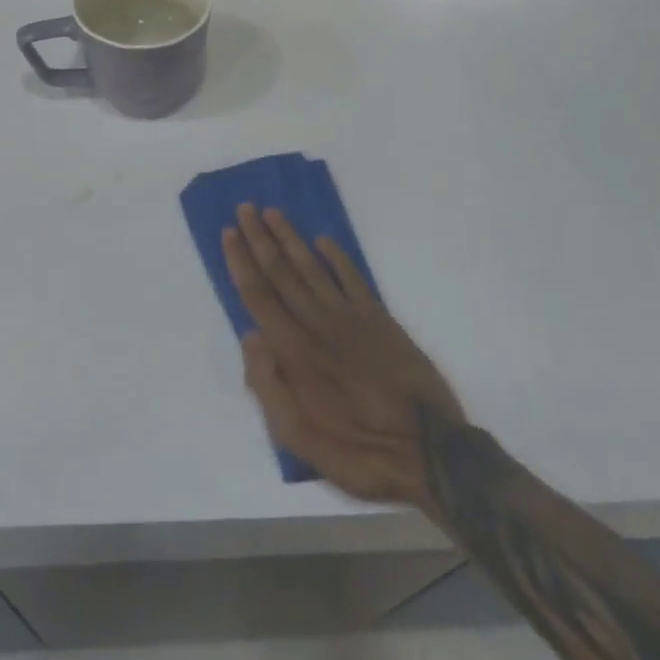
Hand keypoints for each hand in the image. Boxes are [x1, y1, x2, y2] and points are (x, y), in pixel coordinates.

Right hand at [224, 205, 465, 516]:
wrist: (431, 452)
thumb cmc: (359, 451)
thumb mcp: (300, 439)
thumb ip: (268, 386)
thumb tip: (250, 336)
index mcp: (295, 352)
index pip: (260, 296)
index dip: (242, 262)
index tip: (229, 232)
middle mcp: (319, 324)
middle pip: (282, 272)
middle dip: (261, 239)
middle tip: (246, 207)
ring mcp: (351, 317)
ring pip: (313, 268)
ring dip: (291, 239)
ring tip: (274, 213)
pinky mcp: (380, 319)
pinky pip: (353, 278)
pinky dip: (338, 256)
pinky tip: (324, 241)